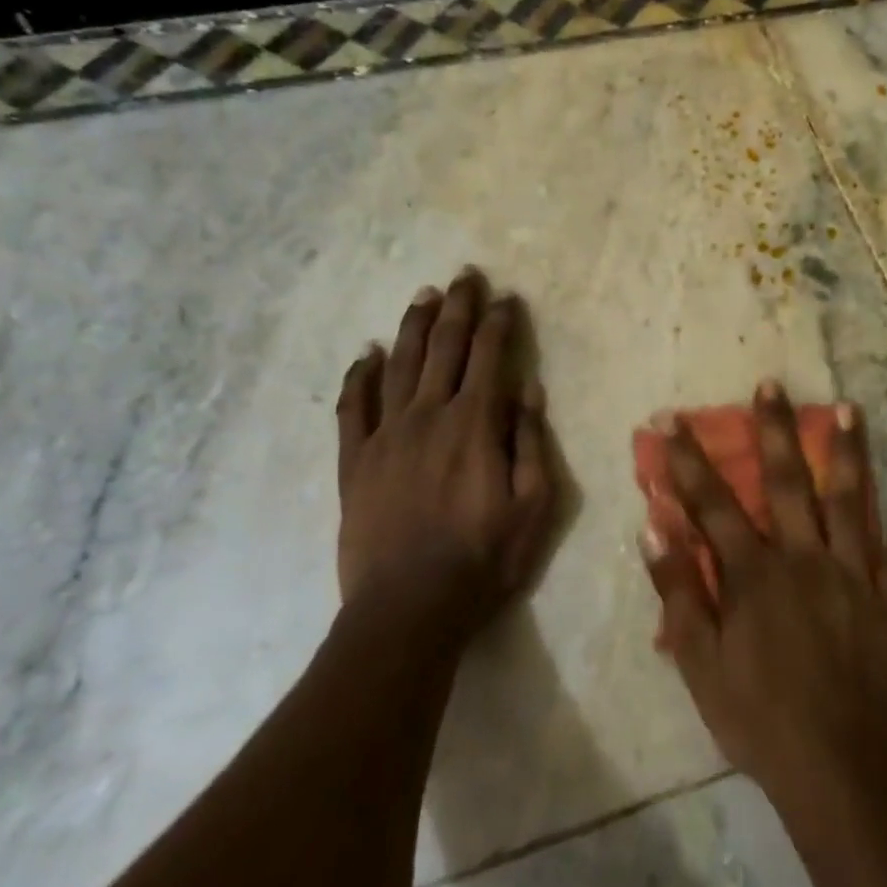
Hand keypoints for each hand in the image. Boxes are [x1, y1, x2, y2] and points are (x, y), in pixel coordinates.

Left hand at [334, 268, 556, 628]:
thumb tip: (528, 386)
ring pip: (400, 365)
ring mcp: (386, 436)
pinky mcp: (354, 462)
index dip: (500, 322)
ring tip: (424, 296)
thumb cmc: (483, 559)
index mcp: (475, 424)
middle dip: (459, 308)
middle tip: (465, 276)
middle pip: (445, 347)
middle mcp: (428, 416)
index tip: (508, 298)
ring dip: (413, 327)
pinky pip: (352, 408)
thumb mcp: (534, 505)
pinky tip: (365, 354)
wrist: (408, 609)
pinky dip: (358, 377)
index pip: (490, 356)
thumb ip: (531, 440)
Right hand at [640, 381, 886, 806]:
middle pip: (785, 482)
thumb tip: (654, 526)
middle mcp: (803, 557)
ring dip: (848, 454)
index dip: (689, 460)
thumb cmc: (756, 715)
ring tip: (851, 409)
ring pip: (850, 502)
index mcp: (753, 572)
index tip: (674, 419)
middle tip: (771, 384)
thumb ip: (677, 591)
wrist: (834, 765)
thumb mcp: (699, 662)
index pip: (713, 504)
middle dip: (774, 430)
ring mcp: (853, 574)